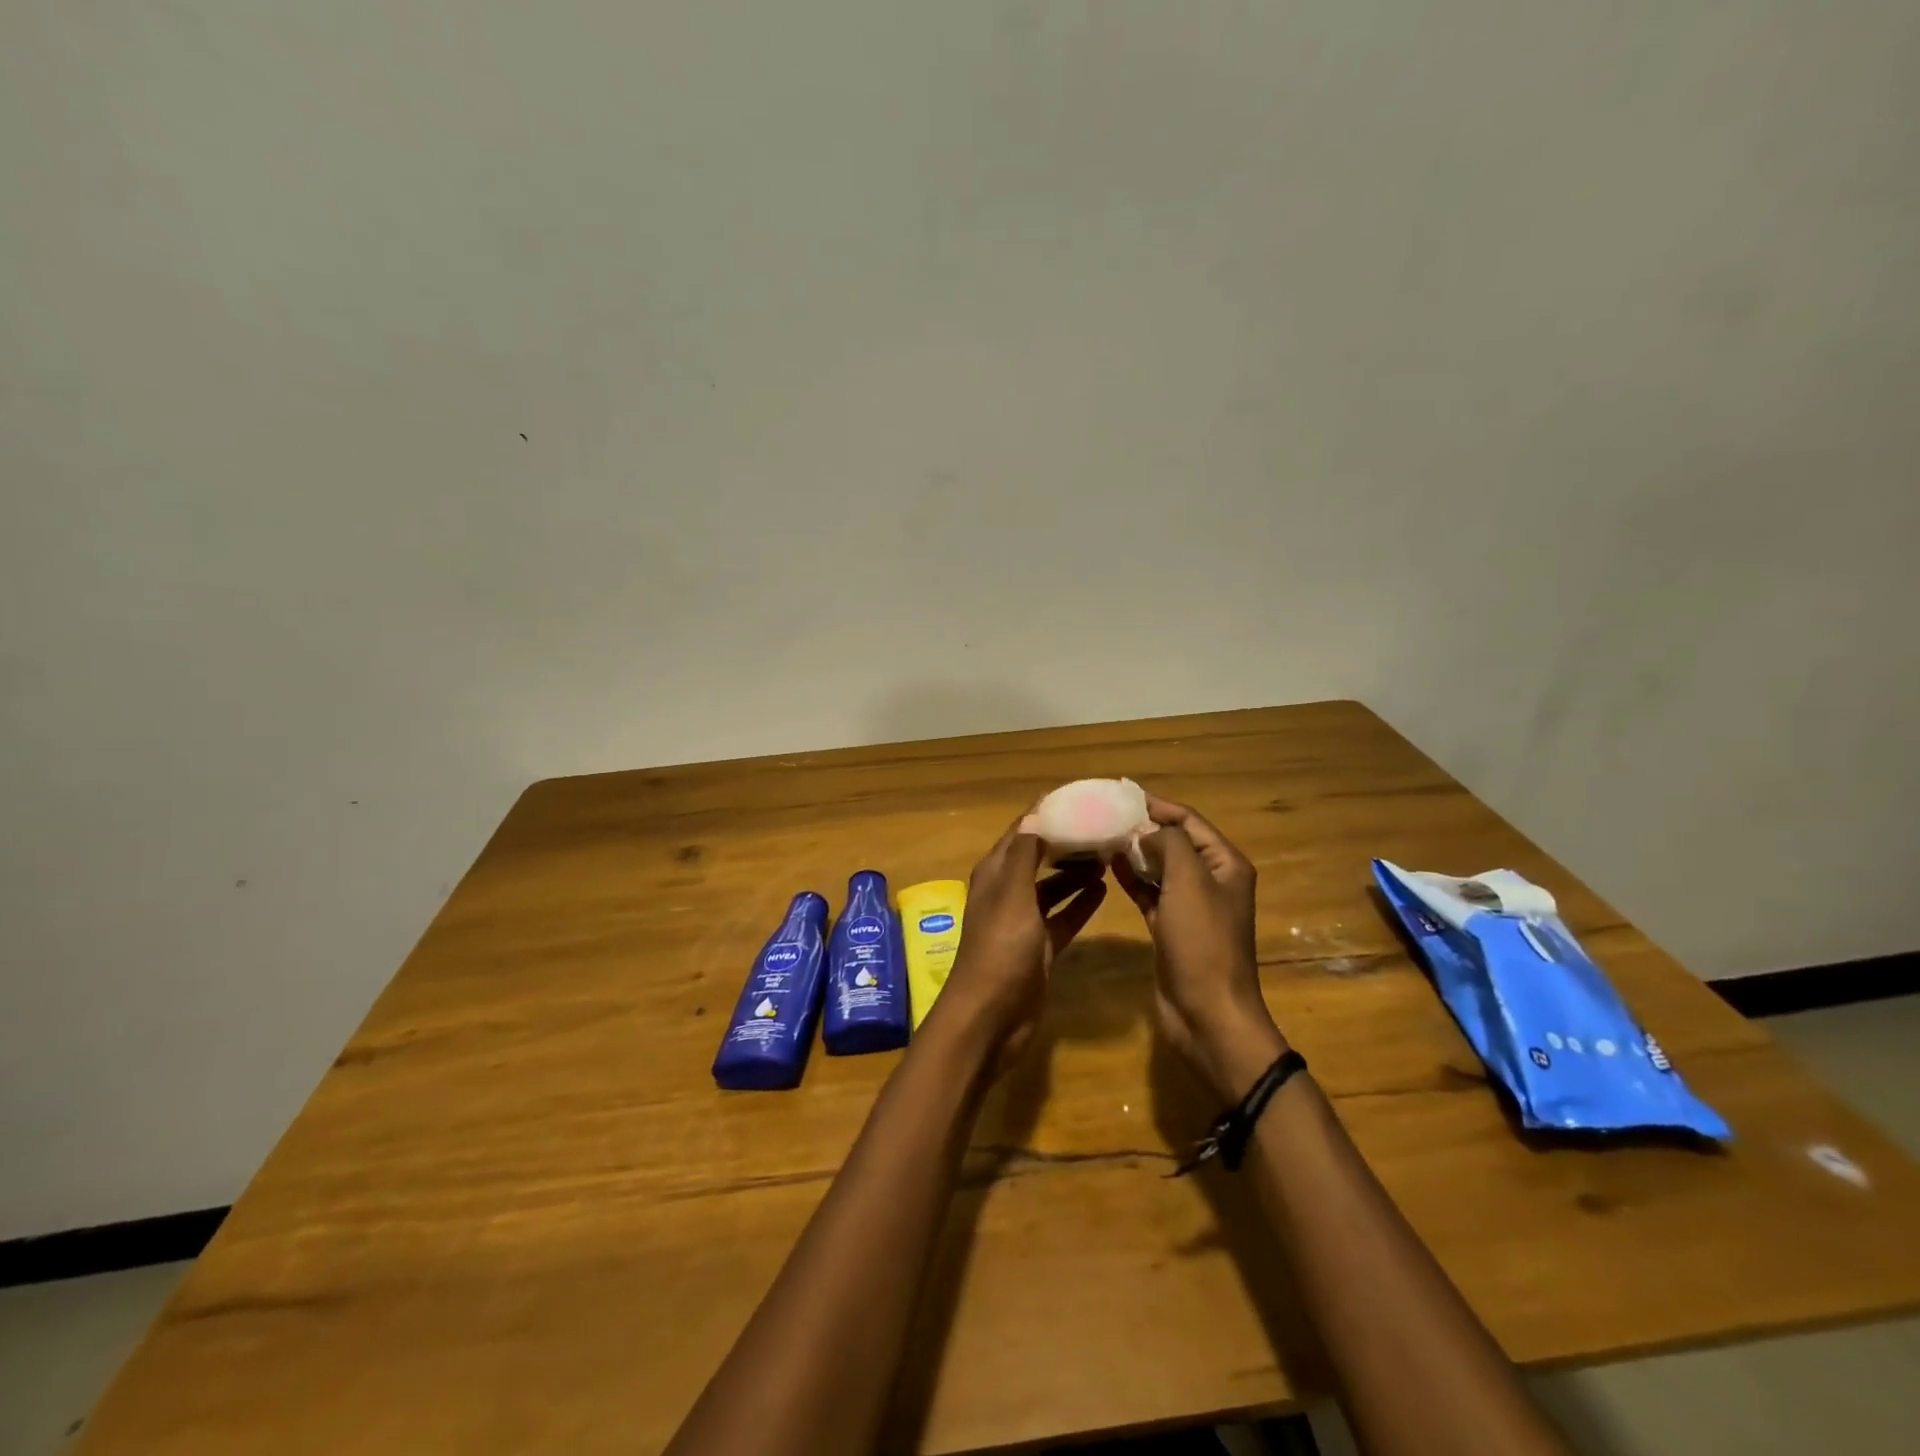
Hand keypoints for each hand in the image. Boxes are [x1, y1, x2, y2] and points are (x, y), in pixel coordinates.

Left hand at [930, 814, 1106, 1071]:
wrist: (991, 1018)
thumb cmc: (1000, 950)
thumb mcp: (1013, 895)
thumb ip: (1026, 854)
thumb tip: (1038, 812)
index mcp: (995, 873)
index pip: (1024, 830)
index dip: (1049, 812)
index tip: (1084, 797)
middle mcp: (1007, 891)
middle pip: (1040, 855)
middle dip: (1068, 840)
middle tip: (1106, 826)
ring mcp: (1024, 921)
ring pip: (1053, 886)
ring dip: (1076, 871)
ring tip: (1110, 854)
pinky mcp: (1039, 947)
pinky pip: (1063, 916)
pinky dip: (1080, 903)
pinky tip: (1104, 890)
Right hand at [1112, 794, 1285, 1098]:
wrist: (1207, 1012)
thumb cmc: (1202, 941)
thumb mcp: (1189, 881)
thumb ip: (1169, 844)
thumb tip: (1148, 831)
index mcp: (1225, 864)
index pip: (1189, 821)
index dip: (1158, 806)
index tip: (1121, 794)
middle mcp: (1210, 880)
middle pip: (1174, 842)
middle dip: (1143, 827)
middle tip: (1105, 815)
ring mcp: (1190, 906)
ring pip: (1159, 867)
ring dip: (1135, 852)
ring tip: (1101, 836)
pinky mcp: (1170, 927)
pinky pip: (1150, 893)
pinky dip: (1132, 878)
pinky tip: (1109, 866)